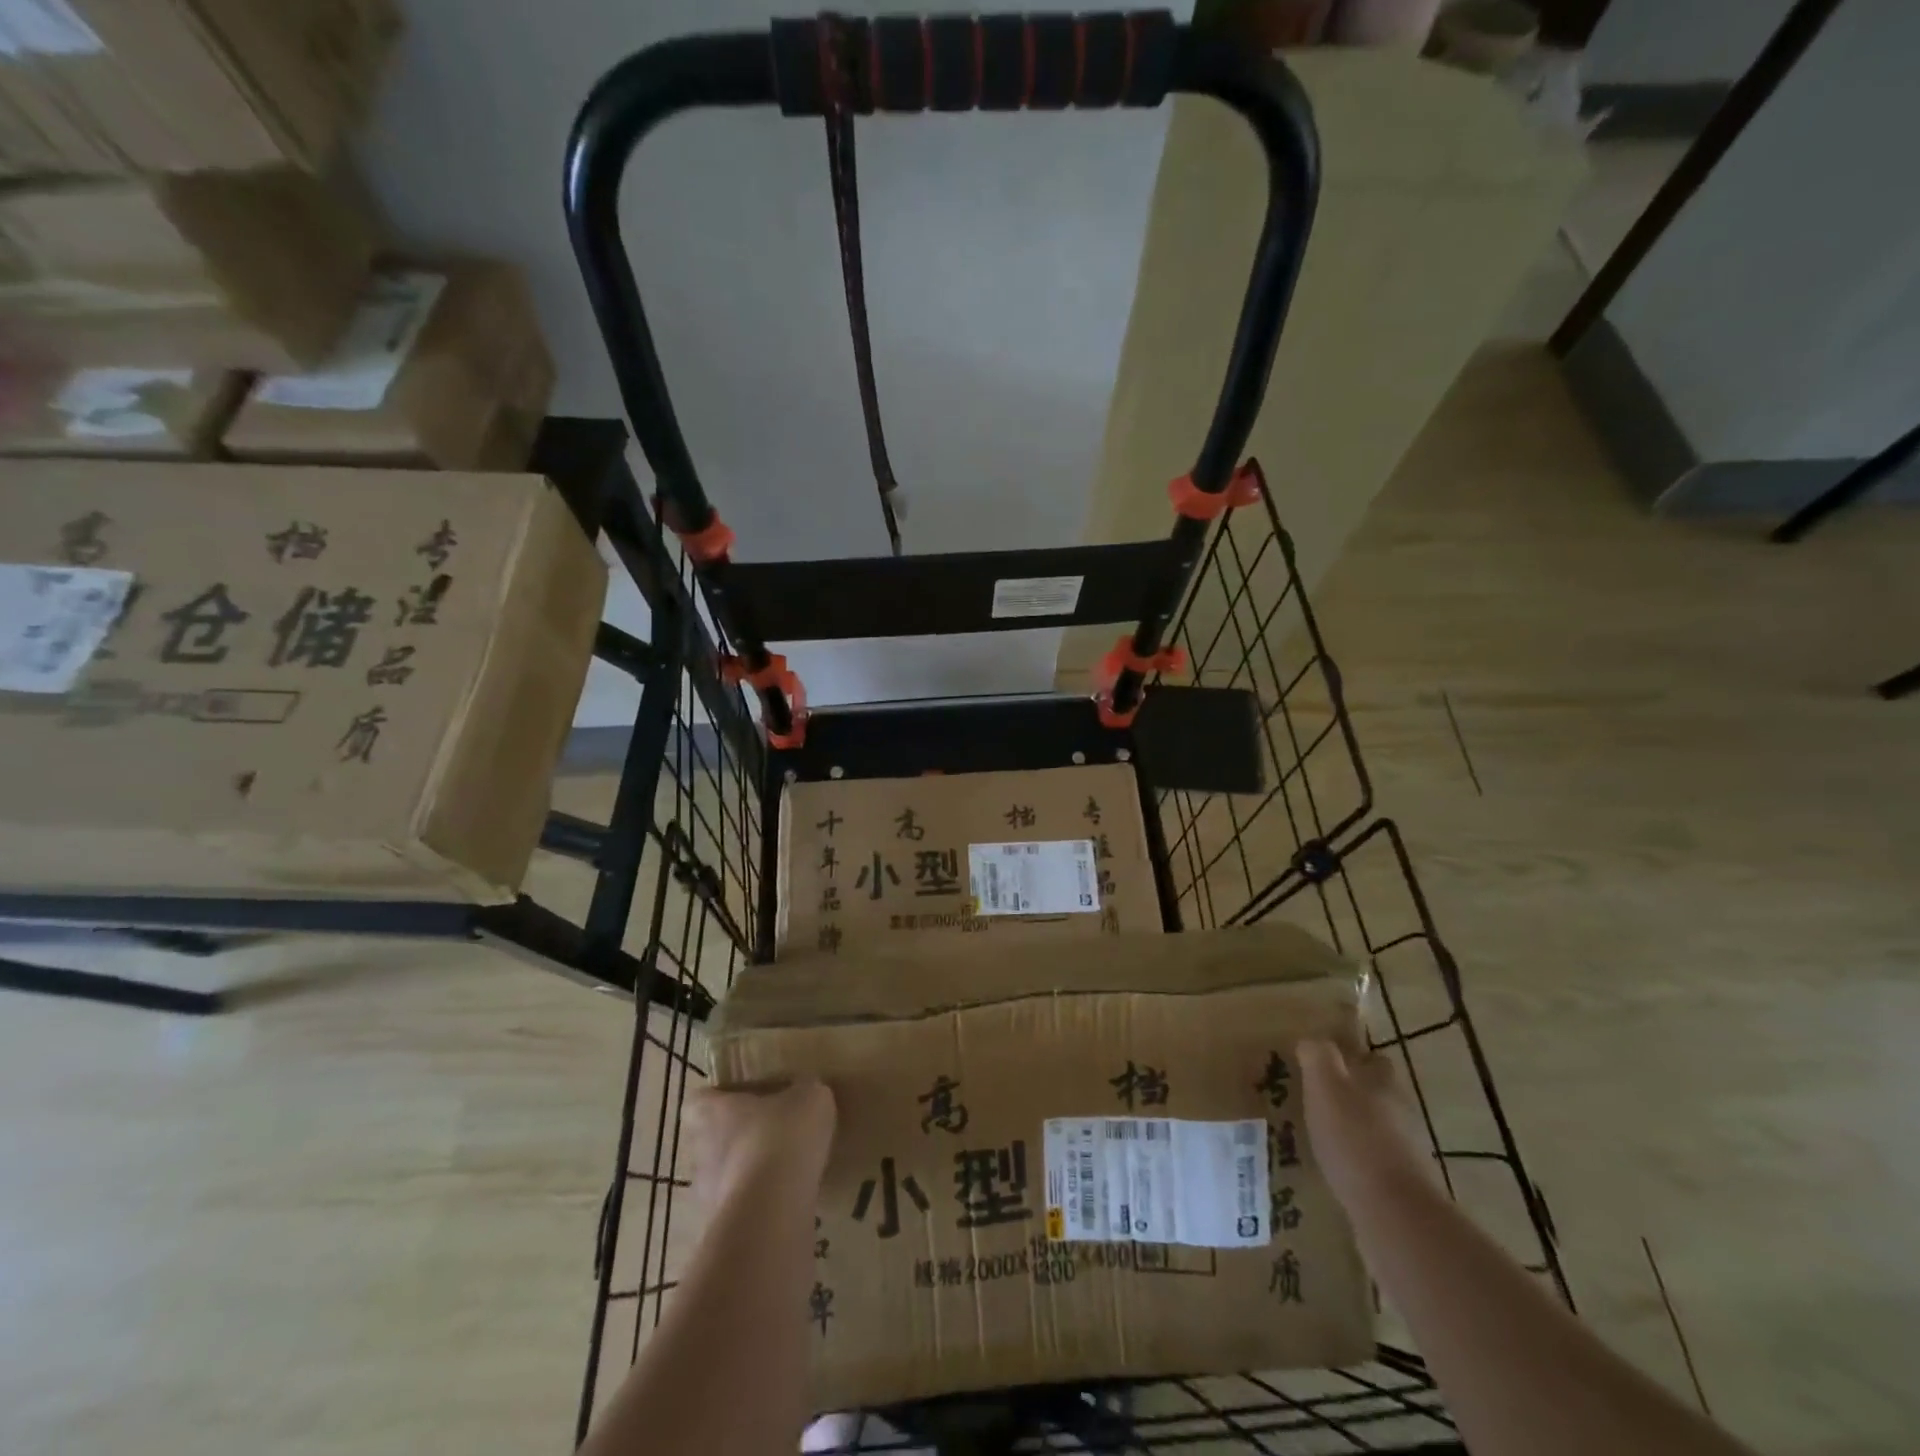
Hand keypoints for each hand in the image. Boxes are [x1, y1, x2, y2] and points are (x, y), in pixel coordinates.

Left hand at [686, 1077, 835, 1205]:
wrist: (772, 1212)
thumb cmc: (783, 1137)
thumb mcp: (809, 1097)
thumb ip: (804, 1091)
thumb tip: (804, 1091)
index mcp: (714, 1113)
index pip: (698, 1101)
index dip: (717, 1099)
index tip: (740, 1099)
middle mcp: (702, 1152)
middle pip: (711, 1140)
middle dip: (738, 1139)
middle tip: (772, 1134)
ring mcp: (709, 1196)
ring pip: (726, 1178)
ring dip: (749, 1175)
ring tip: (785, 1172)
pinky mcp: (725, 1231)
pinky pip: (743, 1209)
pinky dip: (761, 1206)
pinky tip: (790, 1201)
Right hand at [1298, 1039, 1426, 1206]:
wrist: (1393, 1213)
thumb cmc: (1354, 1137)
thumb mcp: (1325, 1085)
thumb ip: (1318, 1056)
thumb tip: (1311, 1041)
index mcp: (1383, 1083)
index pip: (1374, 1059)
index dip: (1352, 1058)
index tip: (1325, 1062)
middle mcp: (1400, 1112)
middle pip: (1377, 1094)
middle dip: (1352, 1094)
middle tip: (1316, 1098)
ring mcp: (1405, 1152)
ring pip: (1376, 1128)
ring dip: (1352, 1128)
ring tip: (1318, 1134)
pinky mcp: (1401, 1186)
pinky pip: (1374, 1162)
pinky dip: (1356, 1160)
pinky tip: (1333, 1167)